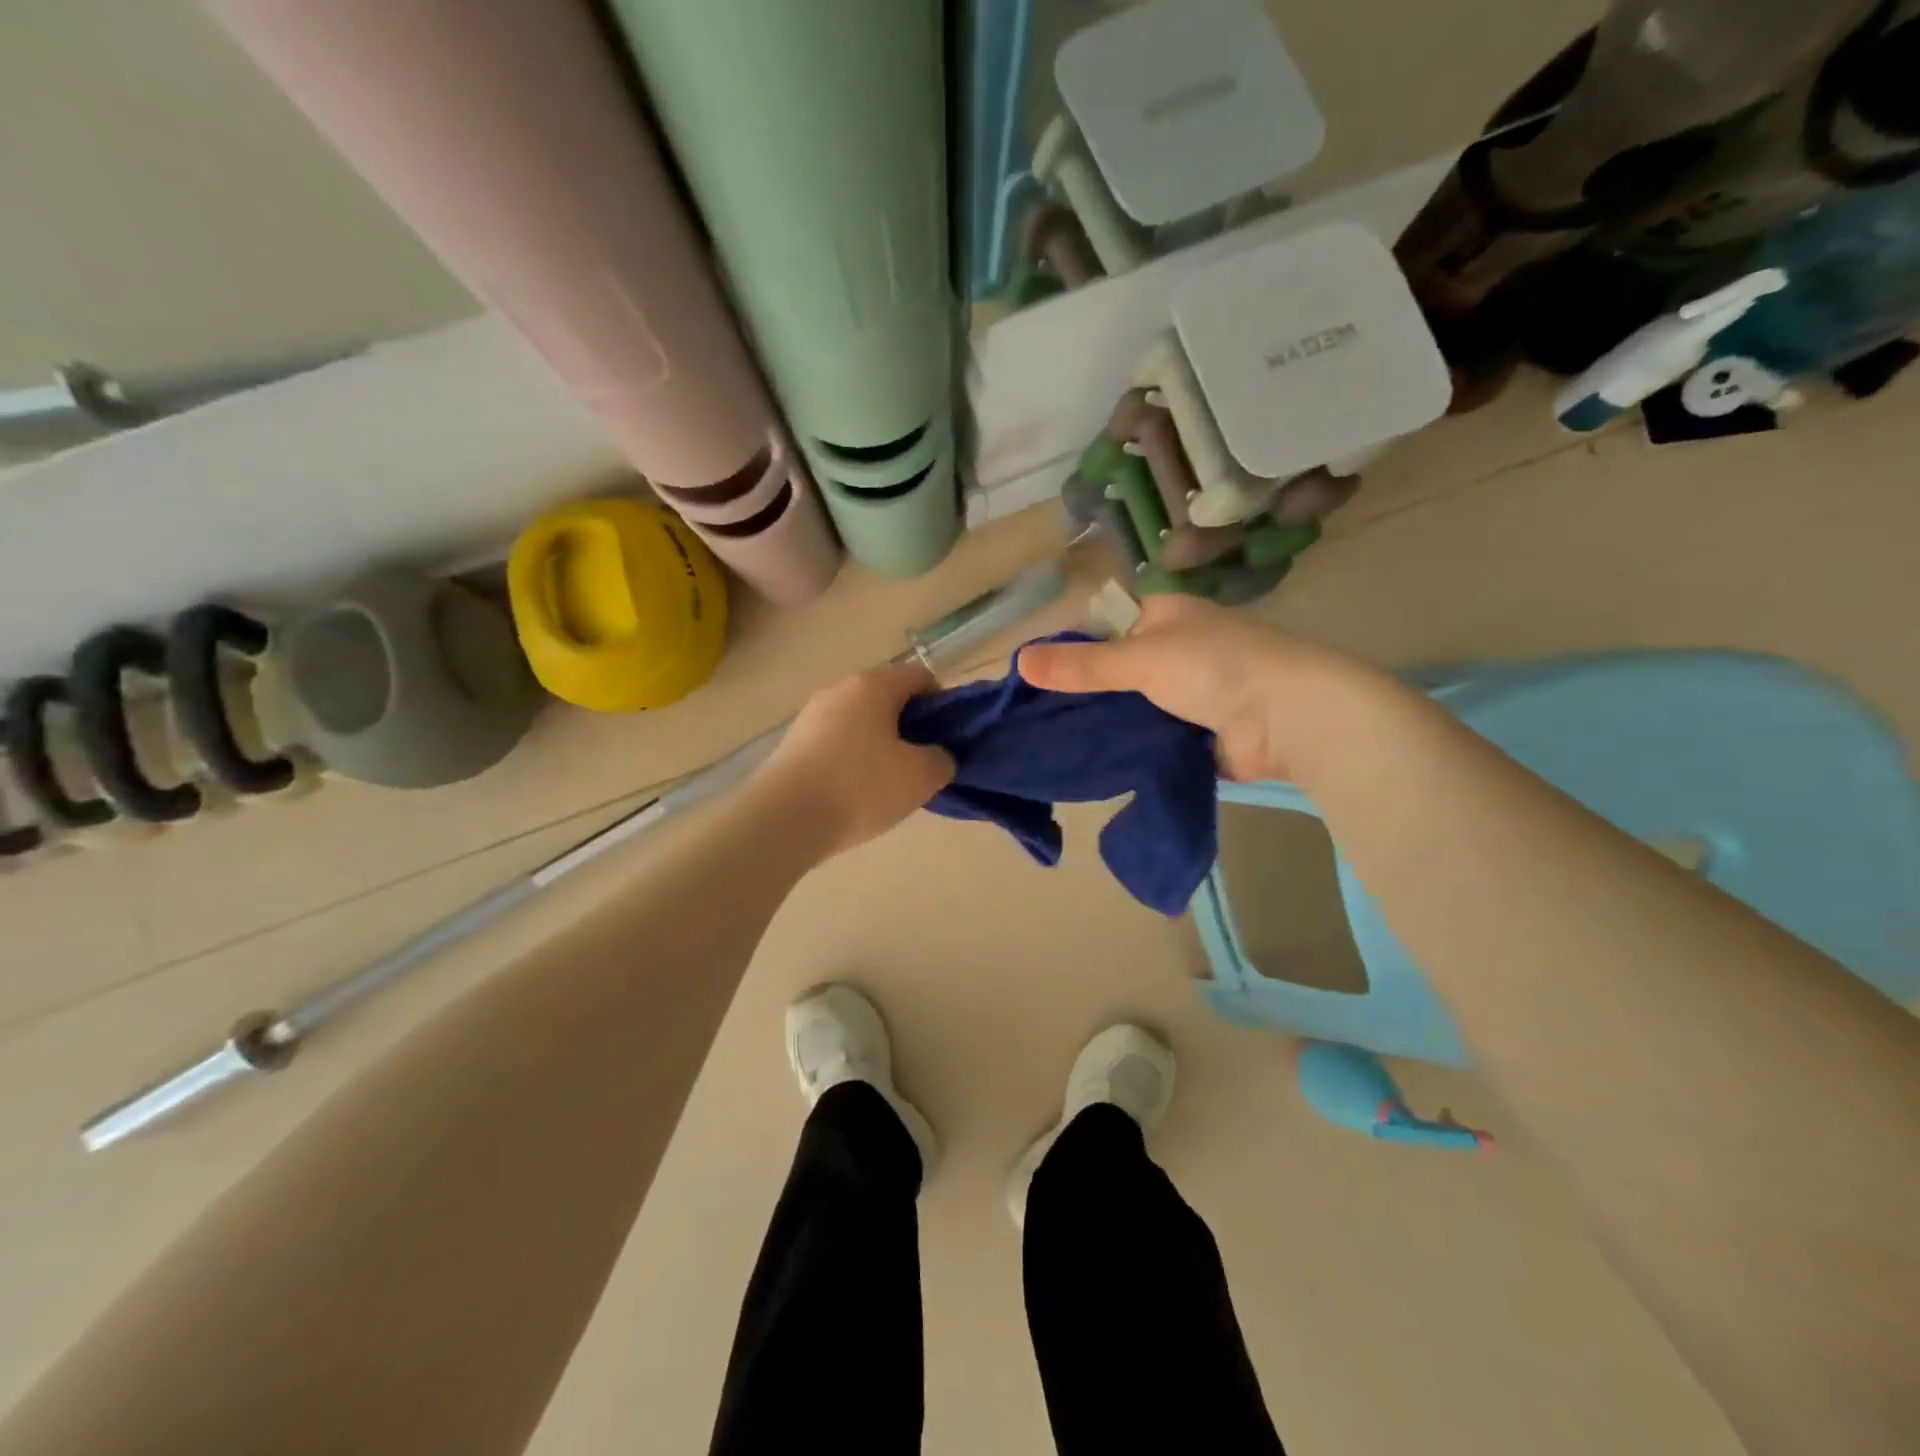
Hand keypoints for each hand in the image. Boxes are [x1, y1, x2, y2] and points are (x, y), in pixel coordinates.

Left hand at [757, 663, 955, 857]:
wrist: (784, 819)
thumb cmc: (860, 787)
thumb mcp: (920, 777)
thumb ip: (942, 759)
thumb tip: (937, 756)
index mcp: (872, 685)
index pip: (920, 677)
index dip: (942, 704)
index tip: (946, 739)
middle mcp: (839, 690)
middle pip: (887, 699)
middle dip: (910, 728)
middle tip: (920, 765)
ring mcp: (810, 716)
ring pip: (860, 722)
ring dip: (880, 746)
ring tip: (887, 786)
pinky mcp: (792, 744)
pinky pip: (835, 743)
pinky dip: (851, 761)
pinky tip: (854, 794)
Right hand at [1018, 596, 1339, 781]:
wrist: (1289, 719)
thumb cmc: (1216, 667)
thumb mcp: (1141, 658)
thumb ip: (1083, 665)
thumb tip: (1019, 660)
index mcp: (1163, 618)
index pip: (1103, 628)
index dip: (1069, 650)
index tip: (1030, 680)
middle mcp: (1171, 652)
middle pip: (1113, 673)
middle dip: (1081, 695)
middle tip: (1031, 721)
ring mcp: (1182, 696)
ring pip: (1127, 709)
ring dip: (1101, 725)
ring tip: (1047, 747)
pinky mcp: (1190, 735)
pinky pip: (1146, 739)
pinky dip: (1124, 749)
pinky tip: (1087, 764)